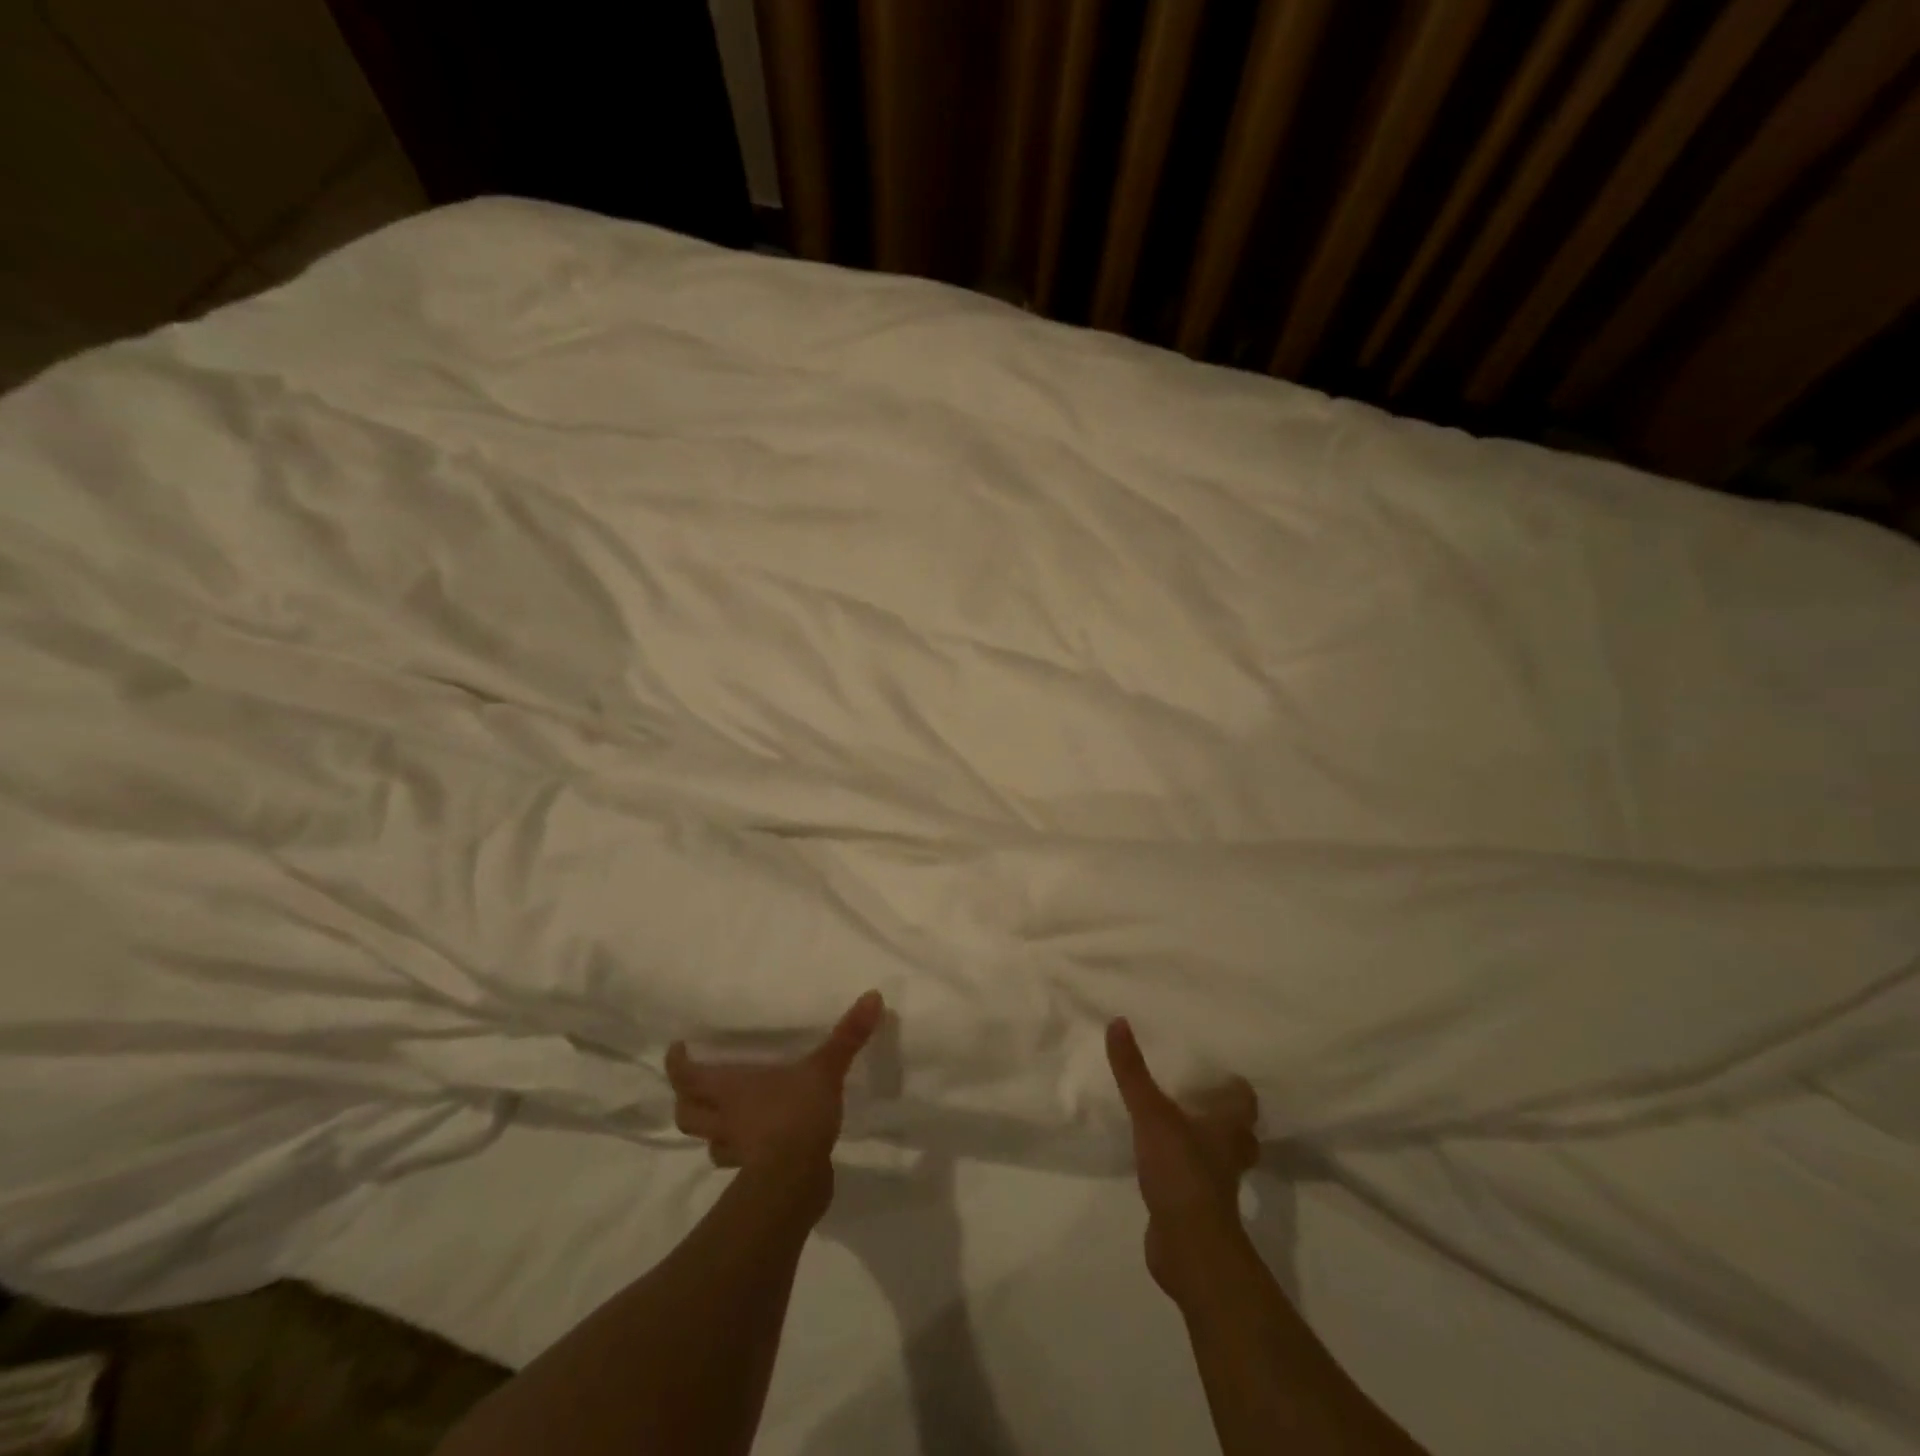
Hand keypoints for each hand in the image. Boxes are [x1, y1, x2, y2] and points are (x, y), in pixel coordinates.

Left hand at [666, 991, 884, 1174]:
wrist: (795, 1182)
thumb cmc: (796, 1115)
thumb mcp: (824, 1069)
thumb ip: (847, 1035)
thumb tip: (873, 995)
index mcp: (729, 1089)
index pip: (686, 1075)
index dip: (677, 1063)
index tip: (677, 1049)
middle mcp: (724, 1120)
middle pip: (686, 1114)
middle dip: (685, 1100)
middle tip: (696, 1086)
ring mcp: (736, 1152)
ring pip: (710, 1142)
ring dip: (712, 1130)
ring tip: (727, 1118)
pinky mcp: (752, 1178)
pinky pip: (738, 1162)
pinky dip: (743, 1153)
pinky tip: (761, 1145)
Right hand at [1107, 1017, 1259, 1299]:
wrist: (1188, 1247)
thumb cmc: (1181, 1170)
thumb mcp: (1151, 1114)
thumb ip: (1133, 1071)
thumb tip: (1118, 1021)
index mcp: (1230, 1128)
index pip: (1245, 1100)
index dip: (1235, 1086)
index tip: (1220, 1071)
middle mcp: (1230, 1154)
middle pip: (1239, 1130)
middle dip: (1224, 1116)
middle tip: (1200, 1094)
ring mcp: (1217, 1185)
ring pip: (1219, 1156)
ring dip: (1206, 1142)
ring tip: (1179, 1123)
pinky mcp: (1198, 1209)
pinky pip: (1195, 1180)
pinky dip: (1185, 1170)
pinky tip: (1161, 1161)